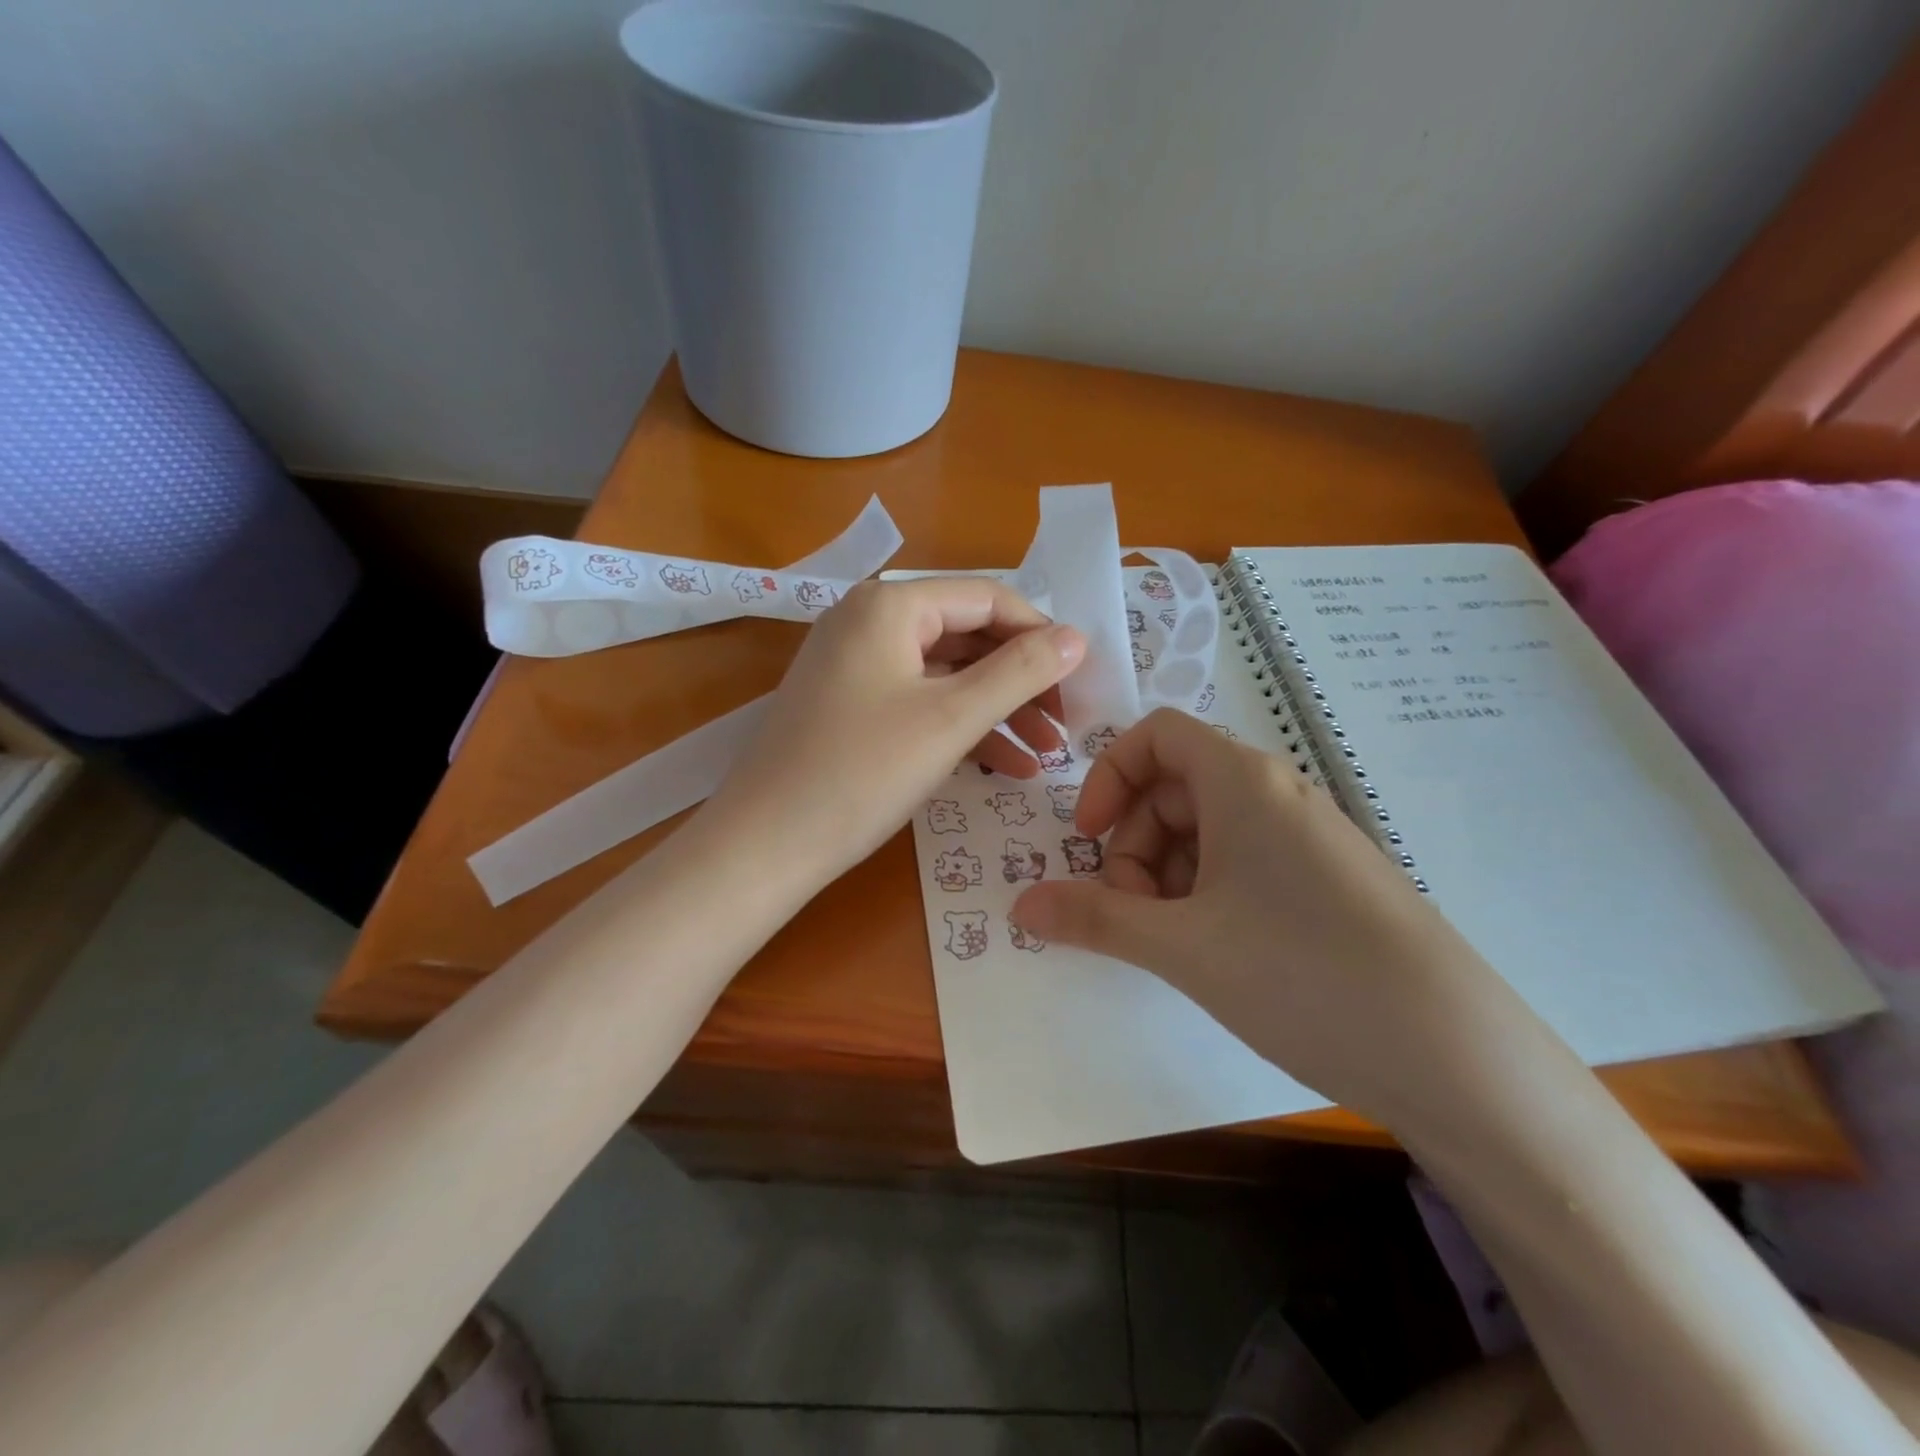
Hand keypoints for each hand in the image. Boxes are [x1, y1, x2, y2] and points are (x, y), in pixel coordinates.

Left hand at [697, 578, 1085, 893]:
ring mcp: (854, 664)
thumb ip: (1019, 672)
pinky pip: (918, 701)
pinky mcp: (848, 704)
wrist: (763, 846)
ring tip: (1045, 755)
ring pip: (946, 674)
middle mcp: (869, 620)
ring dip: (998, 710)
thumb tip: (1076, 636)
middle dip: (1021, 681)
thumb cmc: (861, 773)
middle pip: (967, 636)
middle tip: (1064, 726)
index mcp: (890, 605)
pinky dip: (960, 727)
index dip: (1040, 636)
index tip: (1080, 681)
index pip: (988, 599)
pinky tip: (1004, 766)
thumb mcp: (951, 720)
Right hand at [1009, 708, 1507, 1116]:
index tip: (1087, 839)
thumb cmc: (1302, 973)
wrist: (1457, 1057)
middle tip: (1130, 915)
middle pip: (1174, 788)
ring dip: (1167, 877)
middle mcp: (1277, 794)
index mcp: (1242, 781)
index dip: (1108, 777)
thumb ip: (1093, 920)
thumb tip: (1020, 905)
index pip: (1156, 734)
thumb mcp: (1181, 946)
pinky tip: (1214, 954)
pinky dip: (1208, 896)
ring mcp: (1308, 840)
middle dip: (1133, 845)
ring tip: (1171, 944)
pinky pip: (1245, 866)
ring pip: (1207, 832)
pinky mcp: (1328, 884)